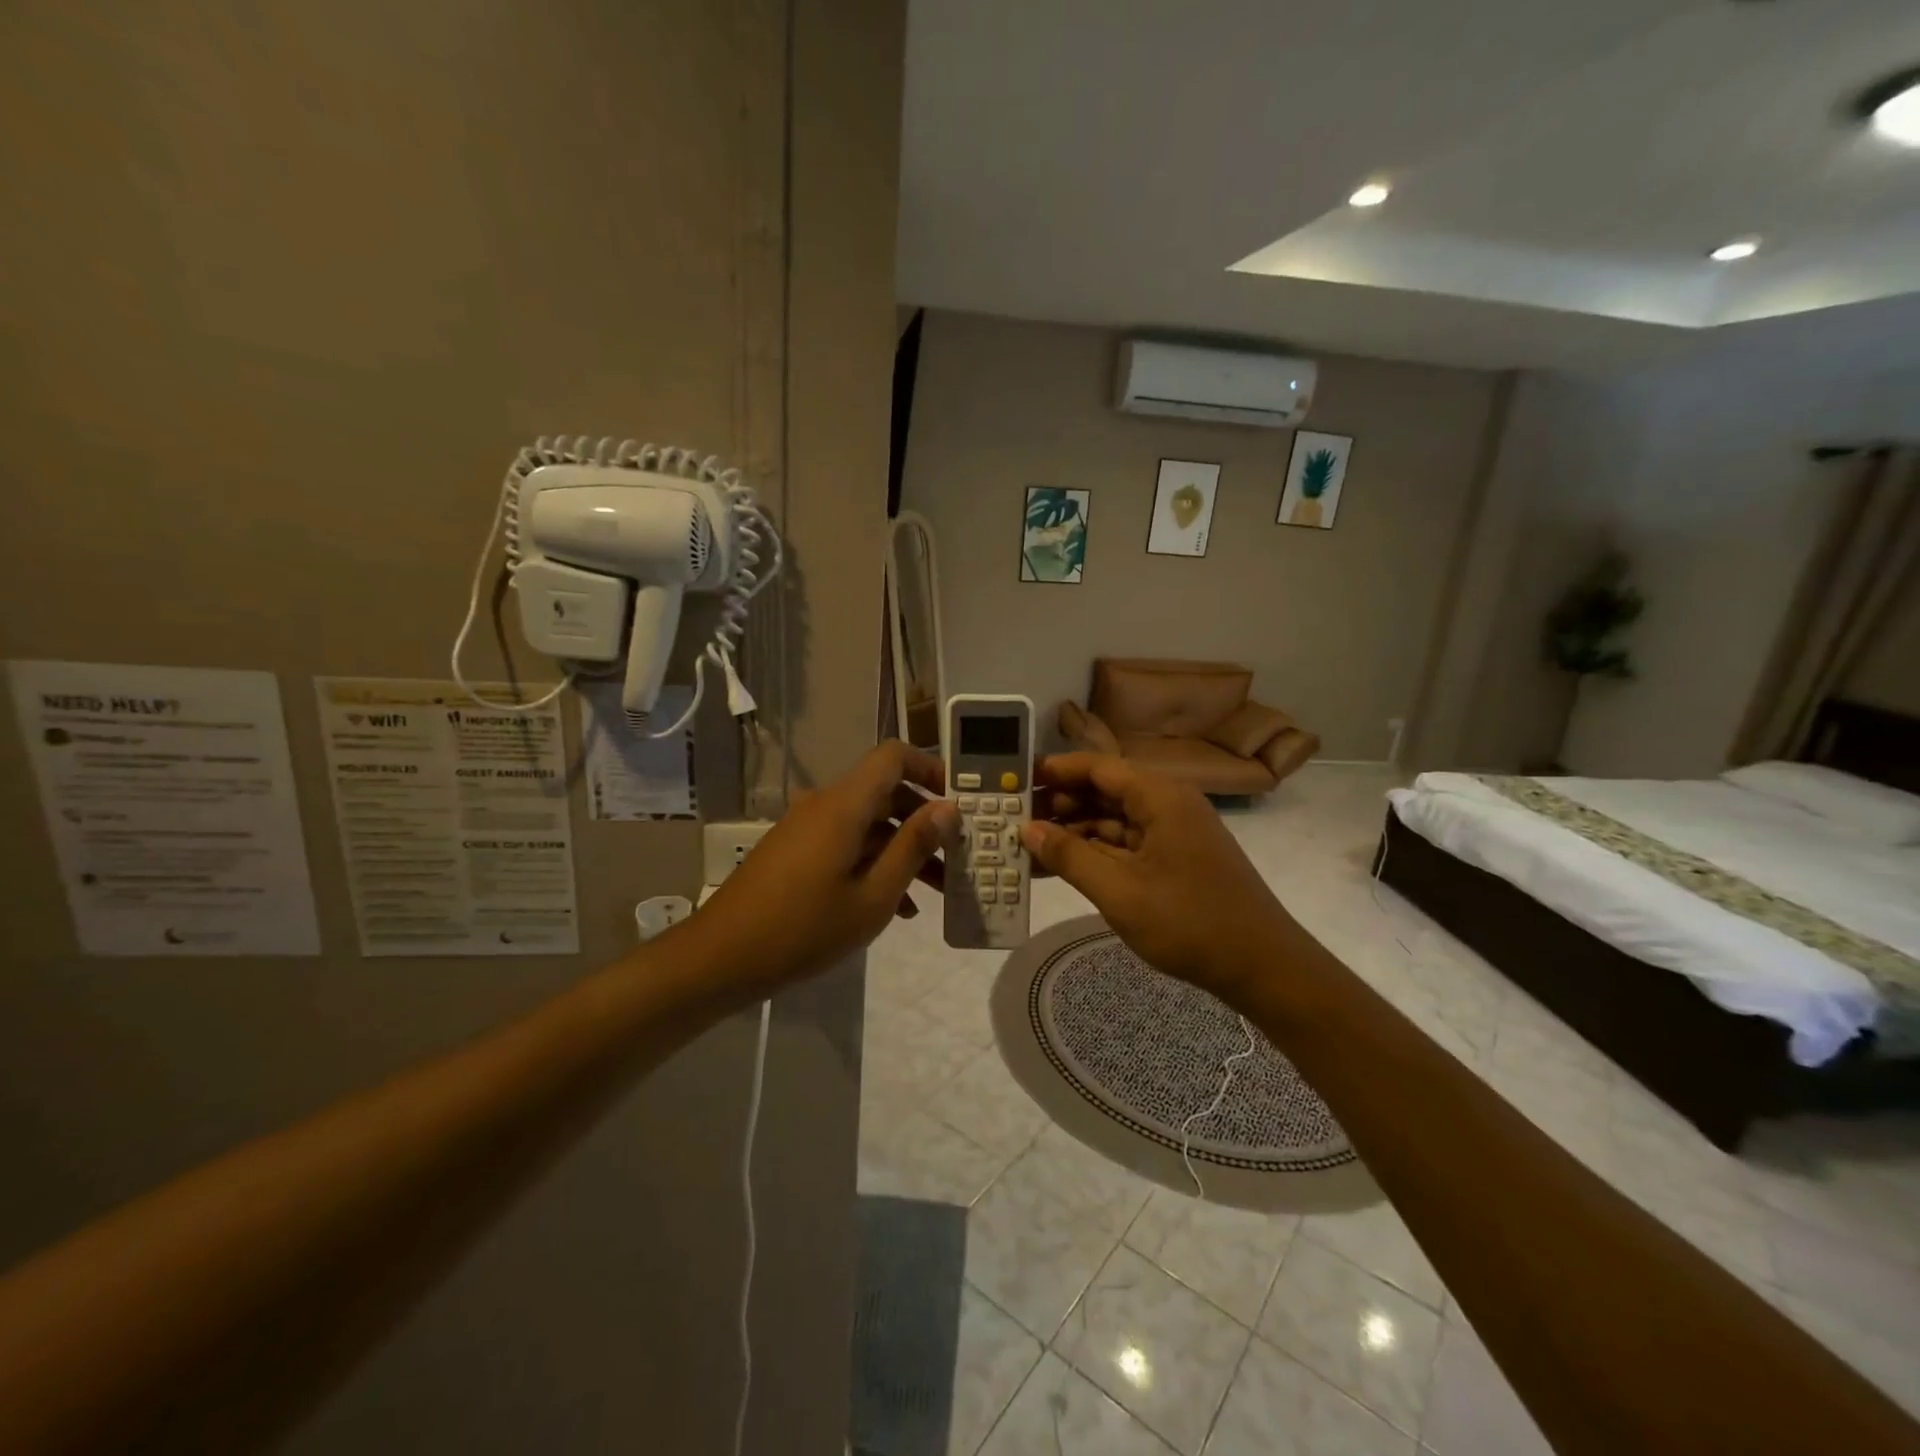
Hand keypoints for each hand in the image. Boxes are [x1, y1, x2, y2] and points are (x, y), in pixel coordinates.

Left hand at [681, 740, 957, 995]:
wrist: (720, 958)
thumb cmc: (804, 929)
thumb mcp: (873, 896)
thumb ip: (913, 847)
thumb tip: (949, 807)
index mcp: (844, 805)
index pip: (893, 756)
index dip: (931, 768)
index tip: (960, 801)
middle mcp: (825, 805)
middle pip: (885, 791)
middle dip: (925, 820)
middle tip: (957, 854)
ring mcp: (807, 828)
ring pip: (868, 823)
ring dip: (903, 848)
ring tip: (937, 890)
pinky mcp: (796, 851)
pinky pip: (846, 843)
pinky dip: (875, 862)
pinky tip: (897, 906)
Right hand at [1021, 753, 1297, 999]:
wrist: (1262, 967)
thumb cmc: (1189, 923)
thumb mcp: (1119, 892)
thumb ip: (1070, 856)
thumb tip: (1027, 829)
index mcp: (1160, 797)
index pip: (1098, 767)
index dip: (1056, 770)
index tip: (1017, 779)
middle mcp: (1168, 804)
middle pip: (1105, 791)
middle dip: (1060, 803)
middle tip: (1014, 818)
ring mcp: (1173, 833)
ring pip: (1114, 819)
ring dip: (1075, 831)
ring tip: (1029, 845)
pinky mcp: (1175, 858)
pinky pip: (1127, 844)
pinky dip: (1096, 852)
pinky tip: (1063, 866)